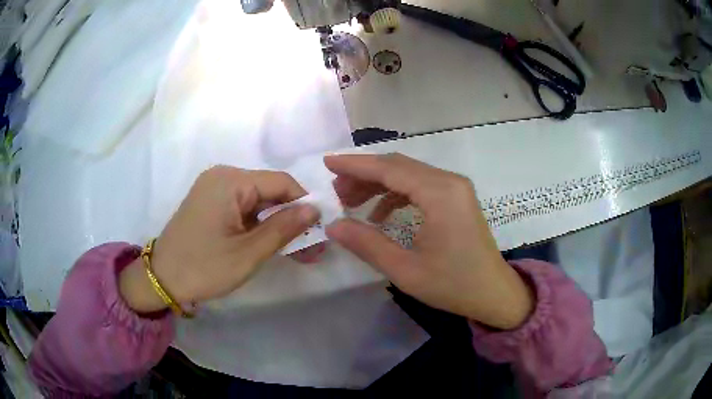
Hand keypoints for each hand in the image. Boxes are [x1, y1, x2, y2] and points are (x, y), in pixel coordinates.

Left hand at [119, 166, 319, 312]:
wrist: (161, 279)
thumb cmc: (203, 268)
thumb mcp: (248, 253)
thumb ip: (283, 228)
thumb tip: (315, 209)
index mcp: (230, 181)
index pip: (281, 182)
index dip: (304, 204)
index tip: (319, 231)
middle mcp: (222, 176)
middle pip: (269, 190)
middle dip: (291, 217)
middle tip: (311, 248)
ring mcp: (214, 188)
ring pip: (257, 200)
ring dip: (276, 223)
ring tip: (294, 251)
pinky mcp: (209, 201)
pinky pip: (242, 206)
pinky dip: (258, 224)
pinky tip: (269, 243)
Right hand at [324, 154, 533, 329]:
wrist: (493, 293)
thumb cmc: (453, 285)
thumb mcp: (405, 270)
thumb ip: (367, 244)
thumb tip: (333, 225)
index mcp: (440, 194)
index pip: (390, 168)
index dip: (355, 165)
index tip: (327, 163)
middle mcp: (449, 182)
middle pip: (398, 166)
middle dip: (363, 174)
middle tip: (336, 191)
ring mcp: (455, 188)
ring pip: (408, 174)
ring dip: (378, 184)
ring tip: (351, 202)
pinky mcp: (456, 198)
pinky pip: (420, 185)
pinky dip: (396, 194)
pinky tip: (380, 214)